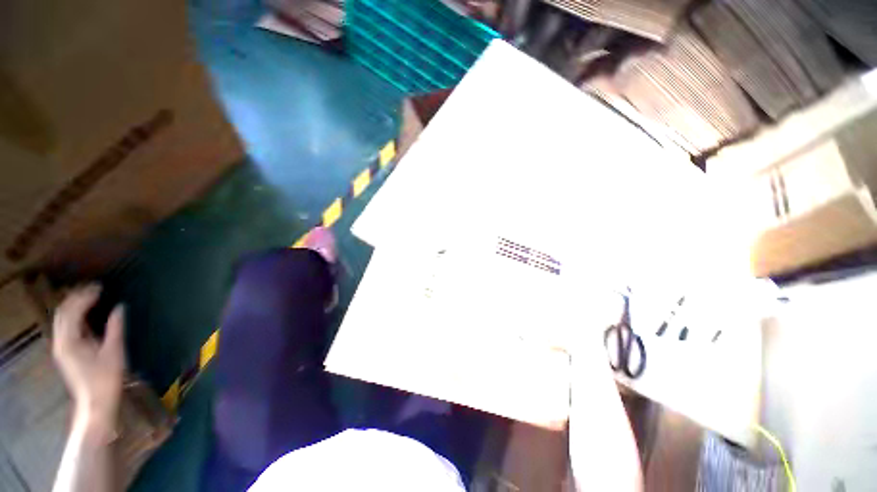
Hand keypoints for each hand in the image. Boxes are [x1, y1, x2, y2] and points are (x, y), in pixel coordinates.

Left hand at [52, 285, 125, 431]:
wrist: (96, 403)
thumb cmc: (106, 378)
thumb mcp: (114, 352)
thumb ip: (115, 328)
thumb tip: (120, 307)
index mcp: (70, 341)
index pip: (73, 311)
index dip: (85, 296)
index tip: (101, 287)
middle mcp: (60, 341)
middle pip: (63, 312)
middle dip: (76, 297)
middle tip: (95, 288)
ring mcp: (61, 347)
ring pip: (61, 319)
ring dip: (74, 305)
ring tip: (91, 297)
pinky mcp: (65, 352)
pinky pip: (65, 327)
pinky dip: (74, 315)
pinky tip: (86, 314)